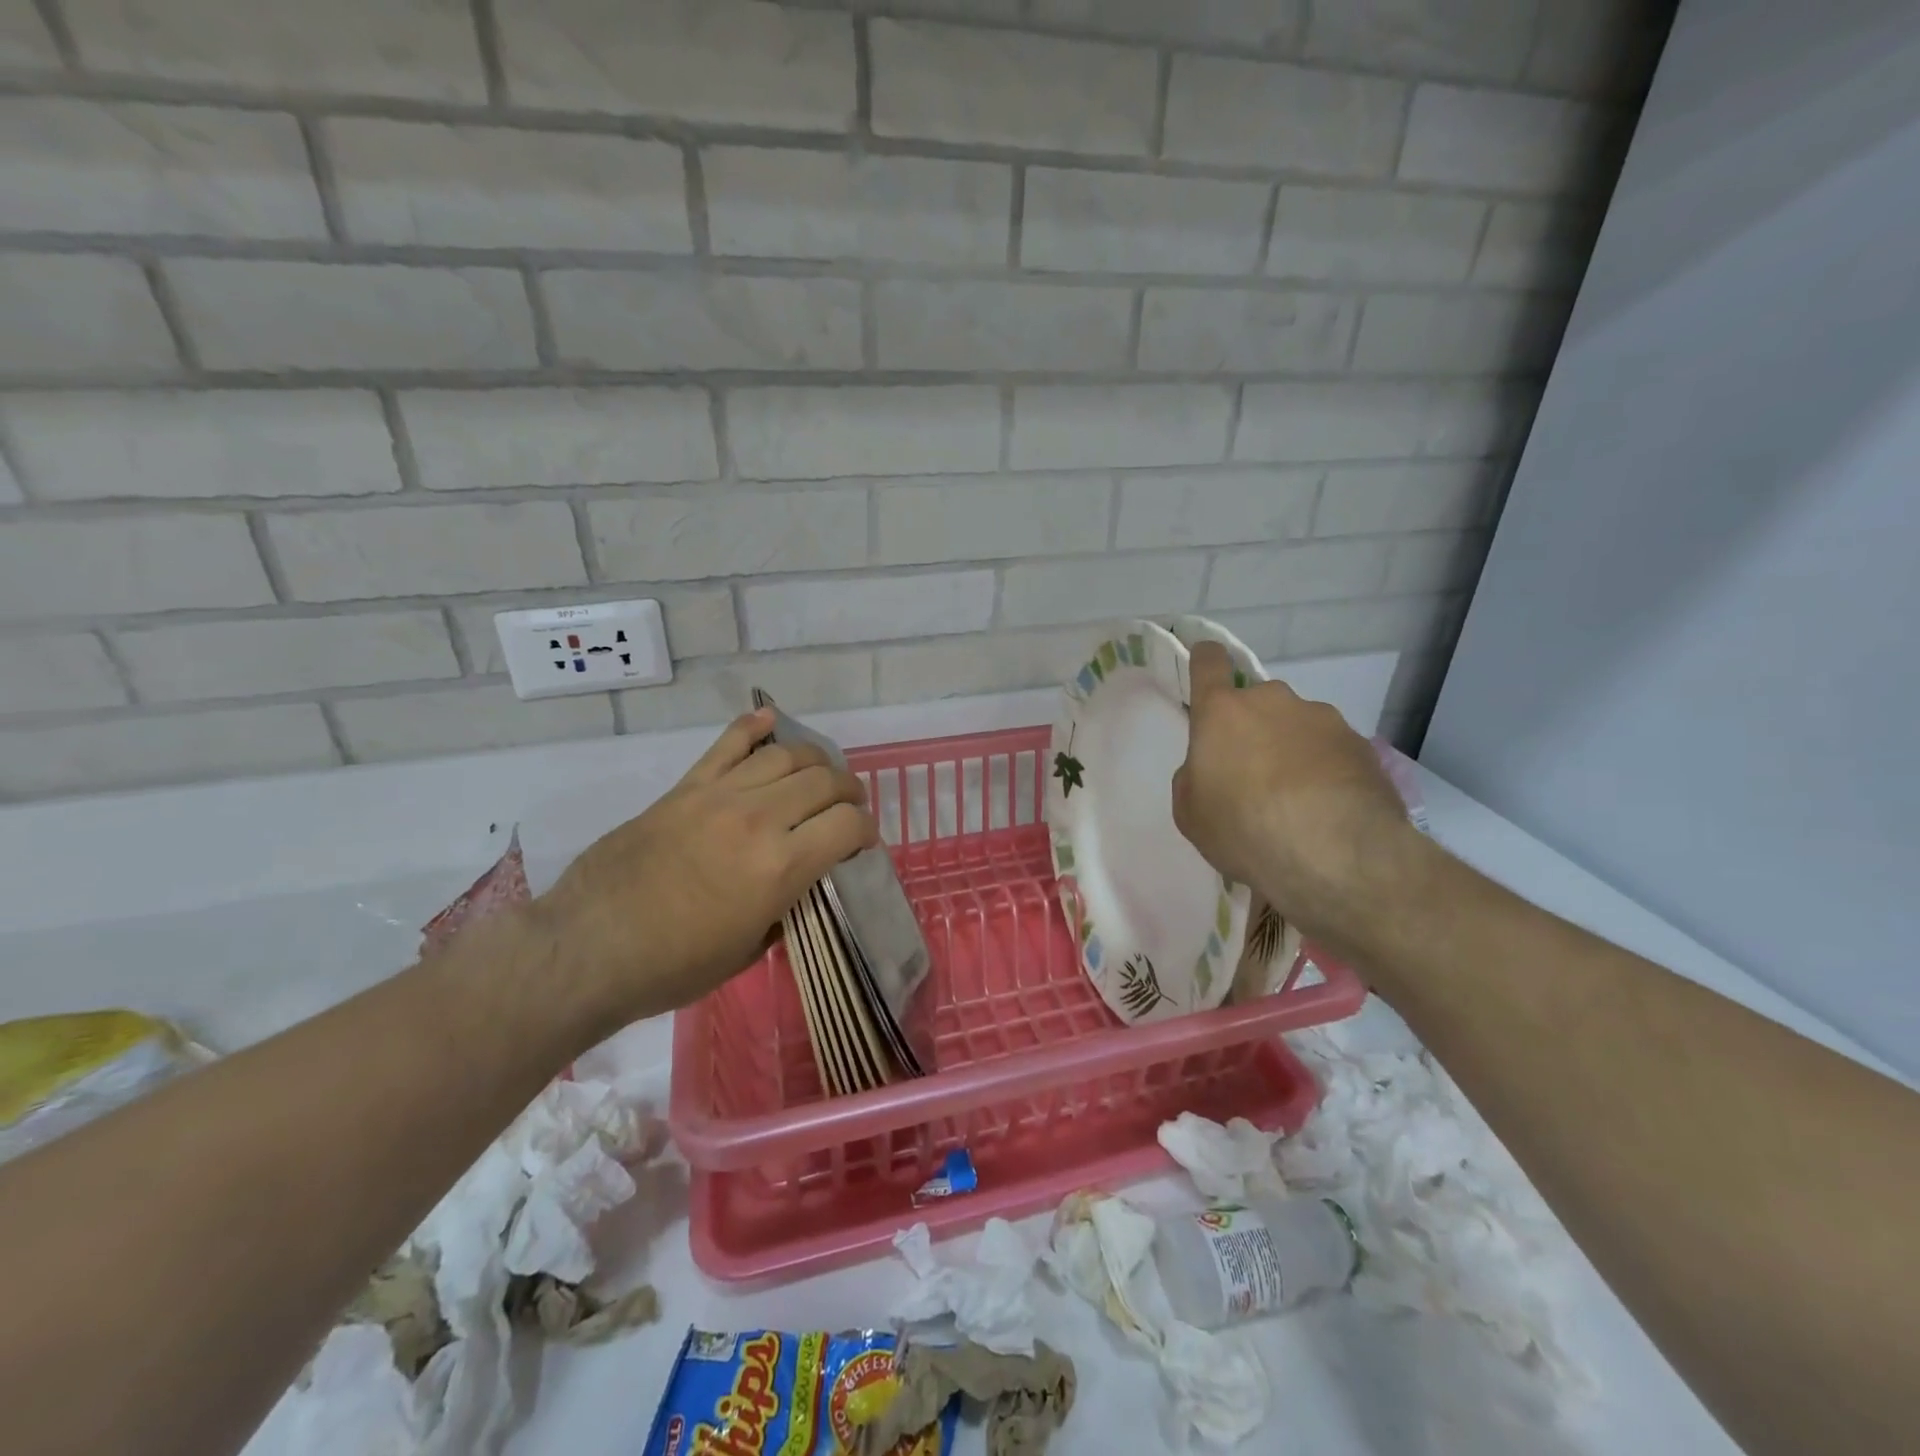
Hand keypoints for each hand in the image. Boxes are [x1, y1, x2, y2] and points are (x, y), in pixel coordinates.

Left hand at [533, 709, 875, 1029]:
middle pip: (825, 782)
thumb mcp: (748, 950)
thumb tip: (800, 882)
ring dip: (815, 761)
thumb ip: (785, 907)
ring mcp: (720, 796)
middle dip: (849, 792)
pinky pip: (727, 744)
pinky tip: (770, 721)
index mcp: (780, 868)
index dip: (867, 831)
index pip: (848, 825)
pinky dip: (753, 727)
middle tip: (847, 808)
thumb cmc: (672, 966)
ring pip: (786, 755)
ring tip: (819, 775)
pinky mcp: (687, 787)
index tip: (861, 843)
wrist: (589, 948)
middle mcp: (759, 819)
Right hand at [1173, 641, 1419, 950]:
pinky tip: (1327, 811)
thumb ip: (1195, 777)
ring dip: (1292, 752)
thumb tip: (1212, 768)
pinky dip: (1325, 772)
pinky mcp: (1361, 745)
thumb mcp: (1191, 813)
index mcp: (1223, 711)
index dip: (1205, 660)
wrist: (1335, 853)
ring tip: (1297, 803)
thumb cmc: (1244, 828)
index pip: (1209, 663)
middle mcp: (1273, 701)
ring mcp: (1323, 719)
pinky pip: (1331, 752)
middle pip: (1257, 703)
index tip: (1206, 664)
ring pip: (1297, 728)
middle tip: (1253, 778)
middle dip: (1253, 731)